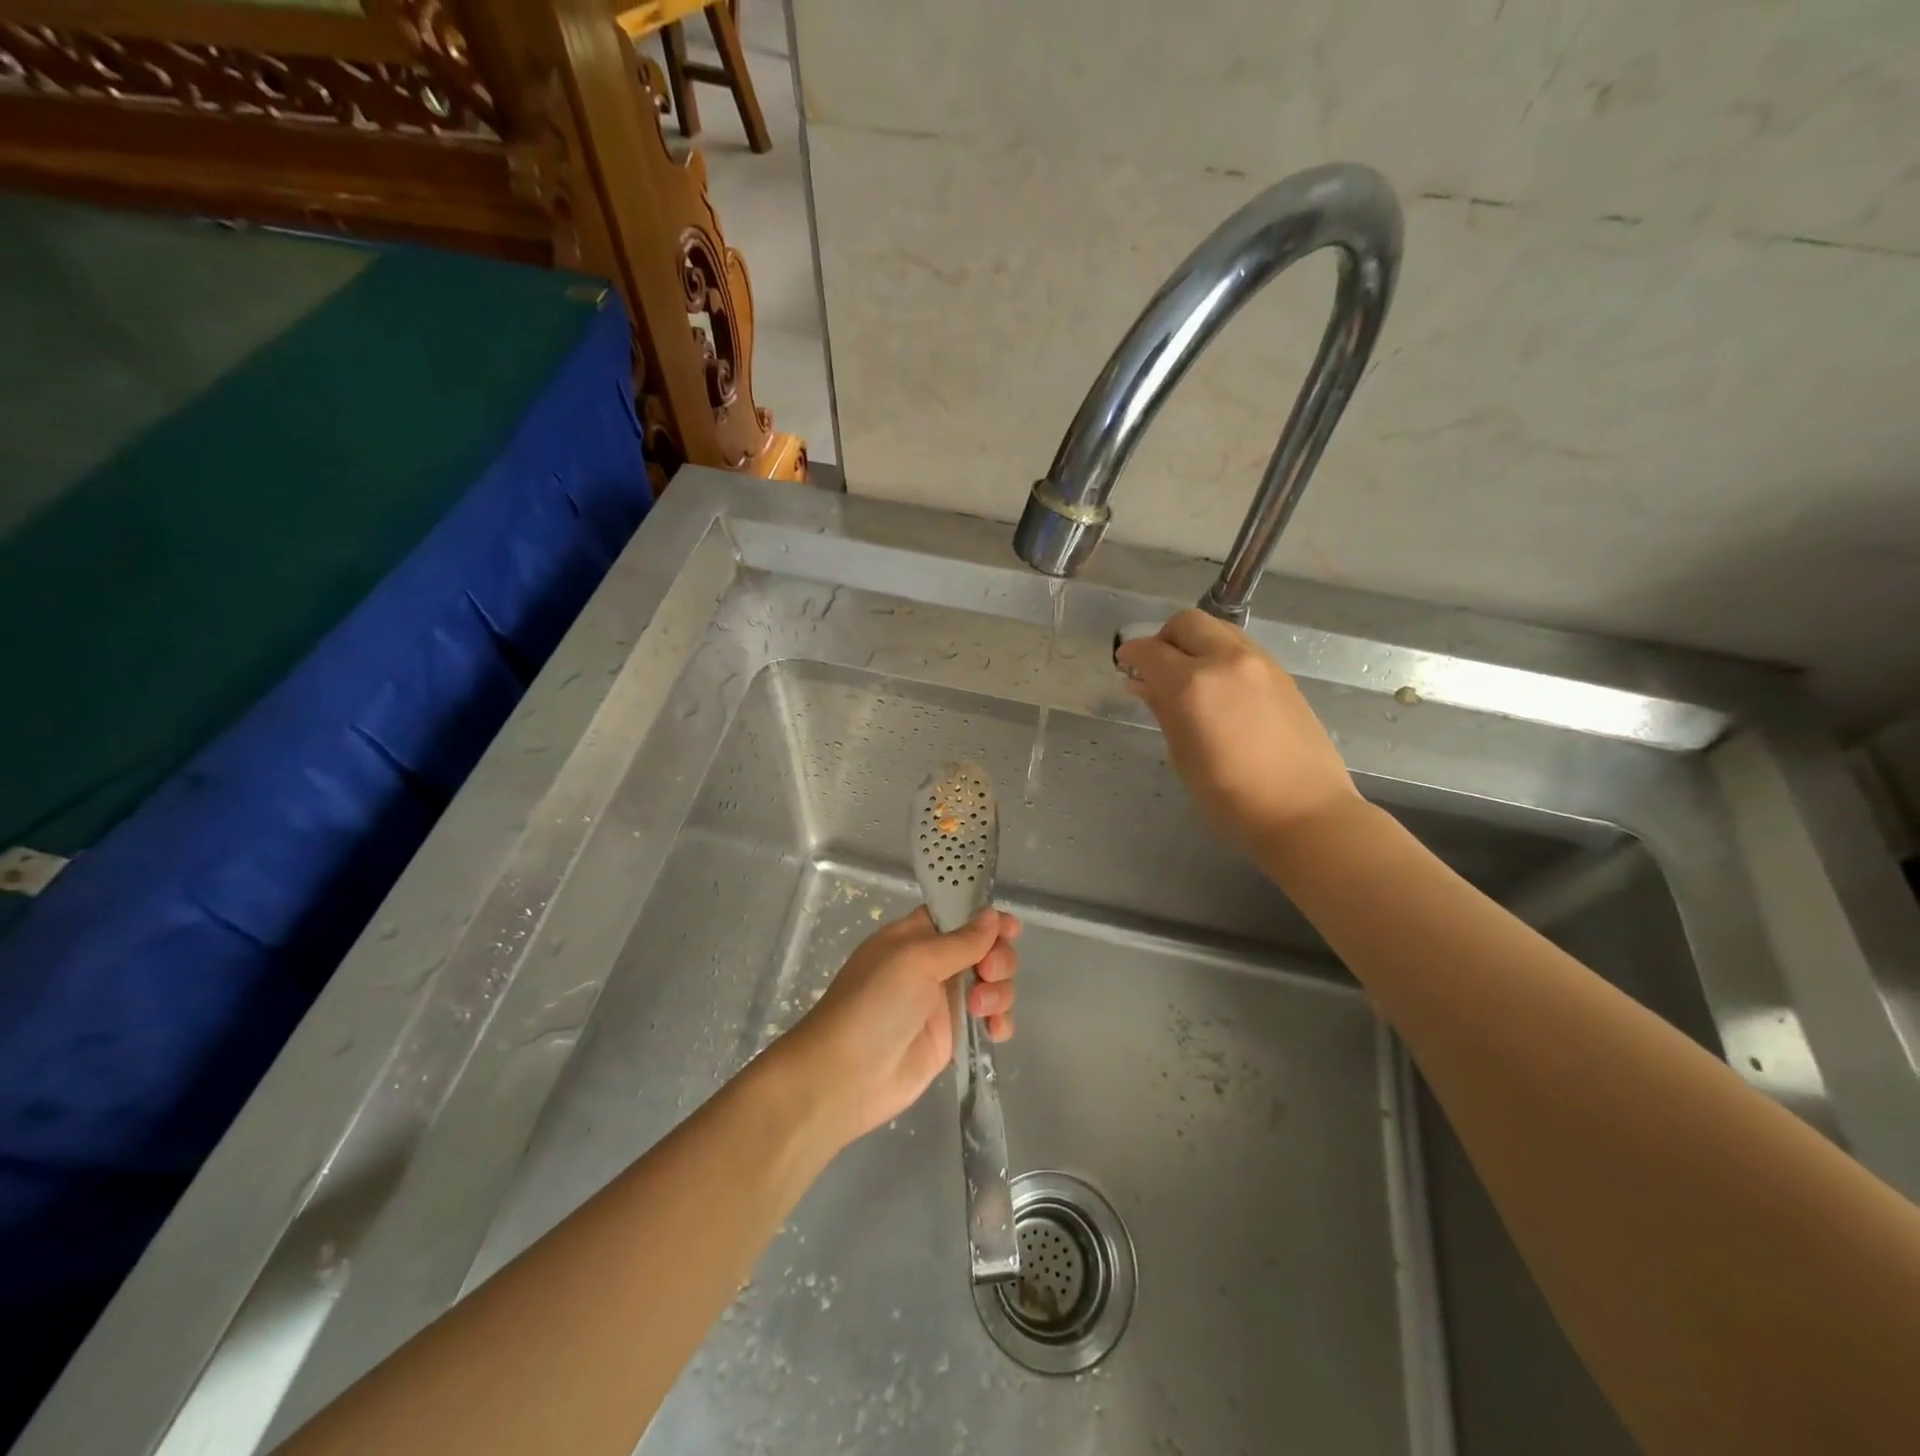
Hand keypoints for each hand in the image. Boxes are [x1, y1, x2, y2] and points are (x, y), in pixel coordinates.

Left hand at [776, 907, 1019, 1147]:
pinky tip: (995, 1031)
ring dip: (999, 991)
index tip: (1010, 928)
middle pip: (985, 948)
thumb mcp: (914, 960)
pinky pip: (990, 1021)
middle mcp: (933, 964)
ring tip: (980, 1010)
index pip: (959, 915)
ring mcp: (944, 1002)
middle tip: (988, 972)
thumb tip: (993, 915)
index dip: (987, 918)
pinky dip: (1000, 1022)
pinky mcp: (953, 1038)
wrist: (845, 1076)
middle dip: (998, 957)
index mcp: (916, 936)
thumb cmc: (874, 1003)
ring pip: (992, 984)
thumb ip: (960, 940)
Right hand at [1116, 608, 1359, 854]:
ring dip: (1194, 643)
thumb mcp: (1182, 753)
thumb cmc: (1229, 794)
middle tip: (1157, 668)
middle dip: (1164, 639)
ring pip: (1216, 630)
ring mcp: (1259, 662)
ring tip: (1189, 677)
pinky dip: (1220, 655)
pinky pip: (1240, 648)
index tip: (1125, 666)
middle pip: (1186, 623)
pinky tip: (1219, 689)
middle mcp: (1226, 660)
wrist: (1302, 810)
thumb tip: (1142, 684)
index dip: (1131, 654)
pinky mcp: (1281, 673)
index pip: (1150, 650)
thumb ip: (1161, 708)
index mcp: (1192, 684)